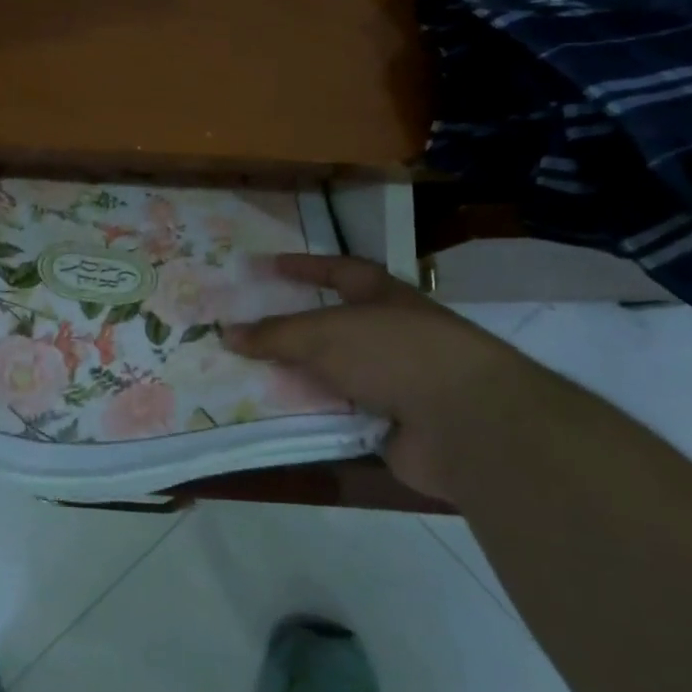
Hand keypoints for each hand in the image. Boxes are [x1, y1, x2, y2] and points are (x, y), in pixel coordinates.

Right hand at [224, 254, 556, 499]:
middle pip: (333, 327)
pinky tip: (275, 416)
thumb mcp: (325, 334)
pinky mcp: (392, 425)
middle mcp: (390, 335)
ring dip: (298, 376)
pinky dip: (313, 415)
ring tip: (247, 376)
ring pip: (334, 374)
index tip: (268, 266)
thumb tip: (226, 333)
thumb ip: (275, 334)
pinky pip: (340, 415)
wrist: (465, 422)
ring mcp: (395, 382)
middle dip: (293, 330)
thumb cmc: (394, 353)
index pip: (339, 270)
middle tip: (246, 330)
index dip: (305, 266)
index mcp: (384, 298)